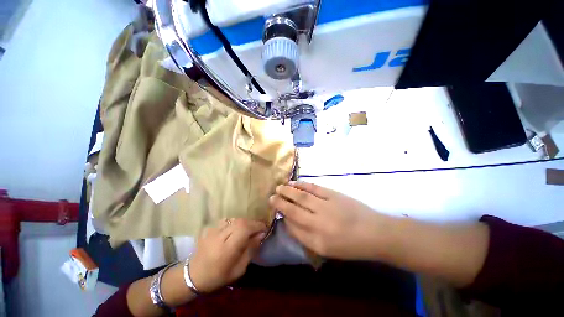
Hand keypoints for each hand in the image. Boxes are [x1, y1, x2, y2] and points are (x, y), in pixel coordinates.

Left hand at [189, 218, 266, 292]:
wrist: (193, 276)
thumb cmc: (218, 277)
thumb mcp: (239, 269)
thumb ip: (250, 250)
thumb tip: (261, 234)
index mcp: (227, 249)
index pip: (245, 228)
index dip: (257, 225)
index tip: (265, 228)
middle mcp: (219, 236)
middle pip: (241, 221)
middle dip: (253, 223)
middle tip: (259, 229)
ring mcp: (213, 230)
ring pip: (234, 219)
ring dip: (244, 222)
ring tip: (248, 230)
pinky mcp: (210, 228)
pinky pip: (227, 220)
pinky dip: (235, 223)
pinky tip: (235, 230)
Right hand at [269, 181, 390, 259]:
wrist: (375, 233)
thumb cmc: (350, 245)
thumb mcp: (326, 249)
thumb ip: (306, 237)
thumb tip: (291, 222)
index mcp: (317, 241)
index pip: (293, 227)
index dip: (283, 217)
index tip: (277, 211)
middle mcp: (319, 223)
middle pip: (293, 210)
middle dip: (280, 202)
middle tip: (271, 196)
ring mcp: (326, 206)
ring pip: (301, 196)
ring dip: (288, 191)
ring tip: (279, 187)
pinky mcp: (333, 194)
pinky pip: (313, 188)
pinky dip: (302, 185)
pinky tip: (294, 183)